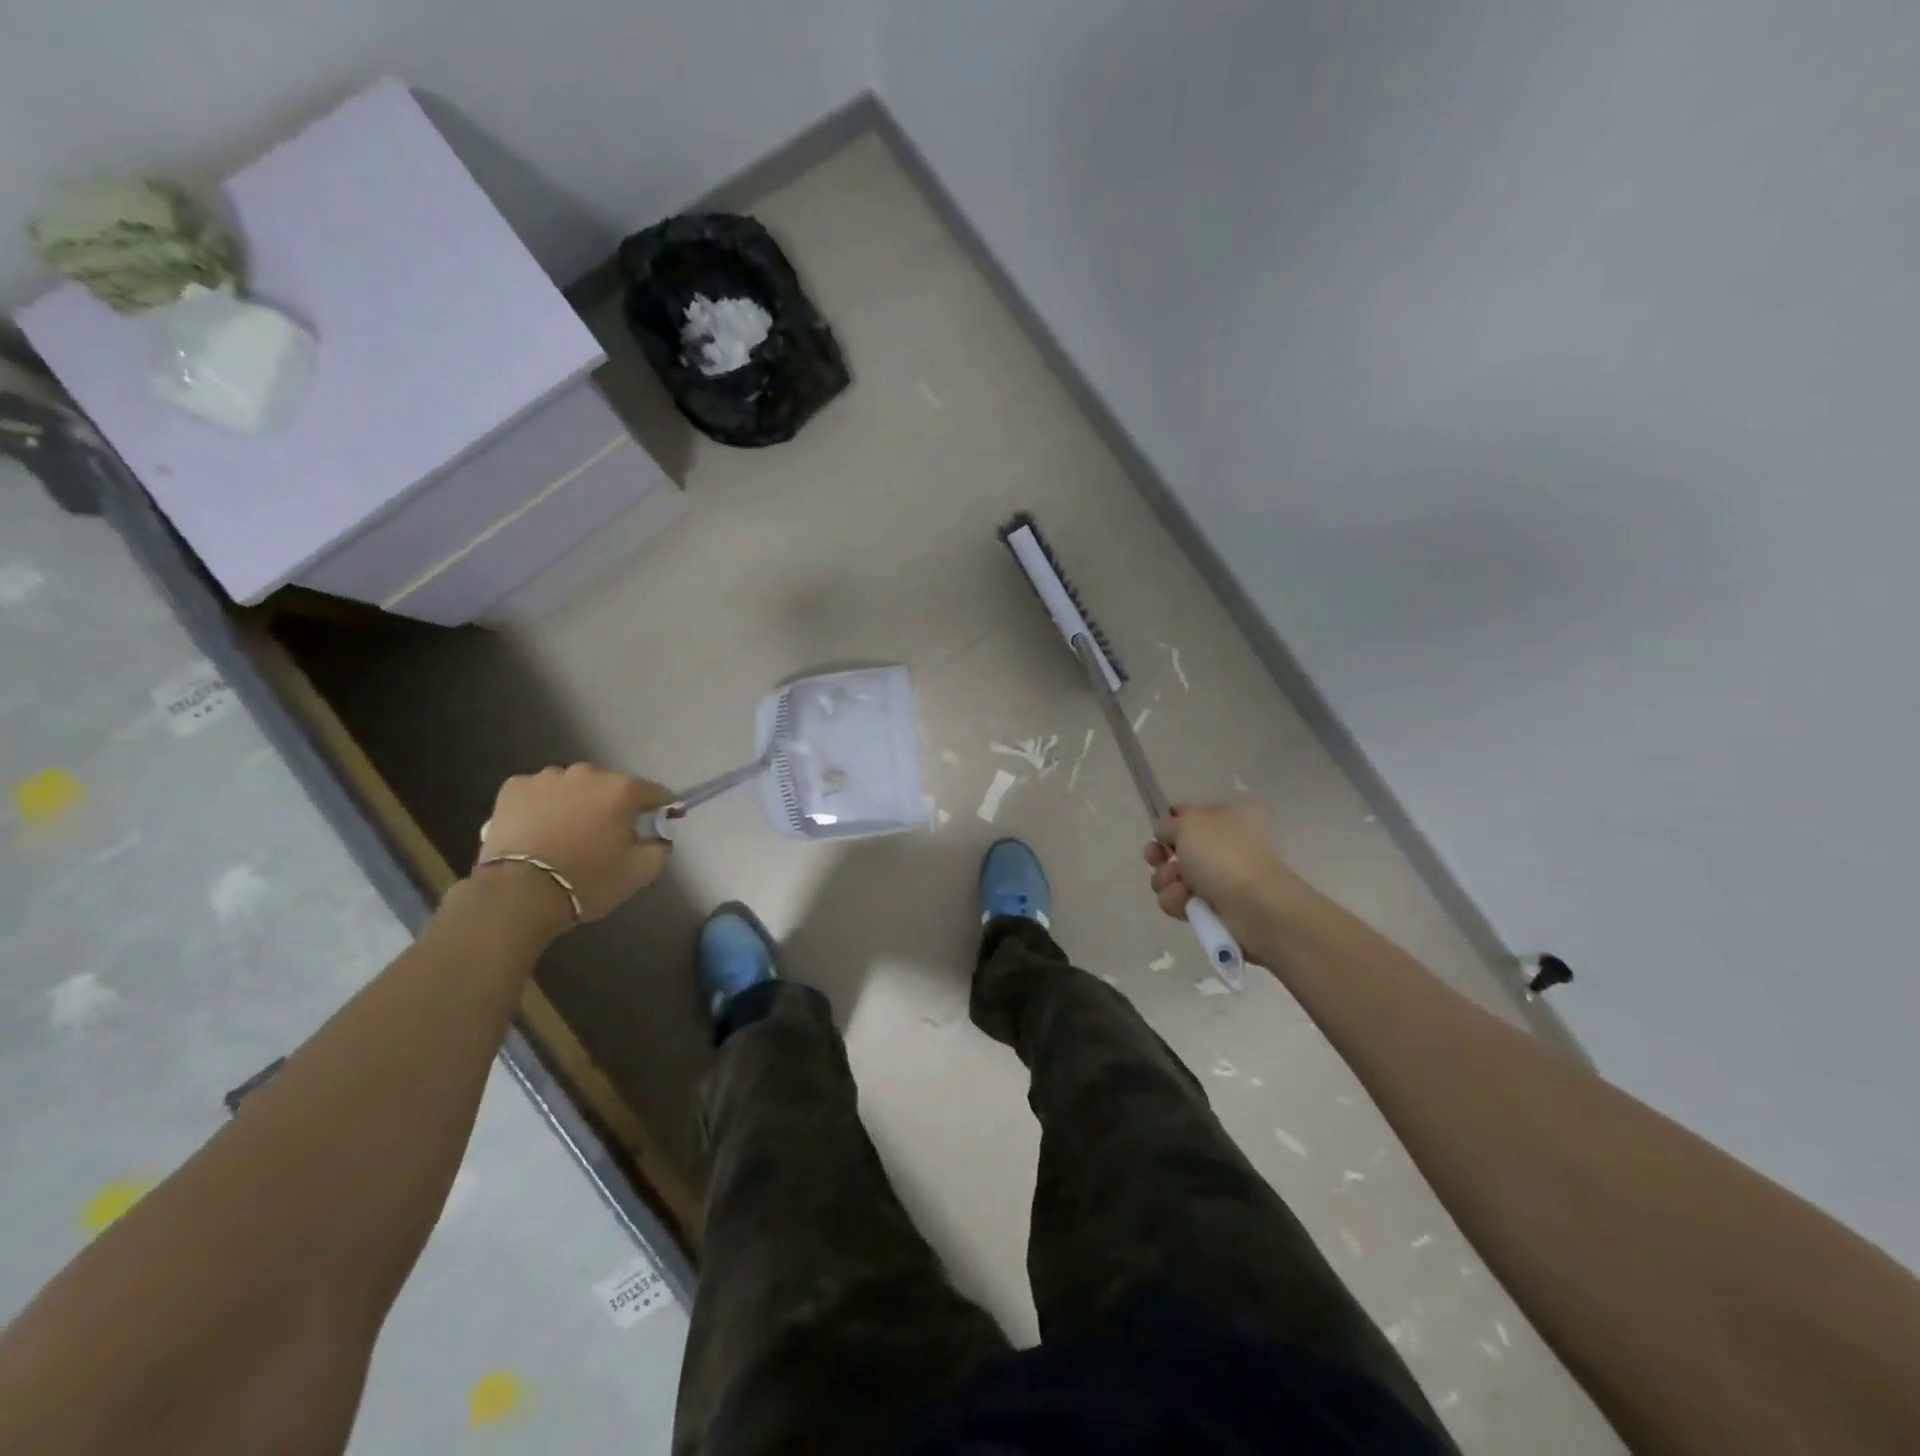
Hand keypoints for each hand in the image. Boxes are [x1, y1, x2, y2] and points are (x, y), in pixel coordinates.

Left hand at [475, 765, 672, 923]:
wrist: (518, 893)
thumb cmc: (588, 880)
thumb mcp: (641, 871)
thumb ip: (661, 847)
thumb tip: (659, 835)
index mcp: (623, 790)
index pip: (656, 792)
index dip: (663, 808)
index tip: (662, 823)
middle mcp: (588, 774)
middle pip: (612, 786)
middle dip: (614, 805)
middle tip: (608, 833)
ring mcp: (547, 778)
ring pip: (573, 786)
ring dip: (577, 802)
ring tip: (568, 831)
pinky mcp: (513, 788)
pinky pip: (538, 791)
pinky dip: (542, 804)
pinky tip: (538, 828)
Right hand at [1143, 802, 1298, 938]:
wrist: (1254, 907)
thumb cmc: (1222, 855)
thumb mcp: (1189, 823)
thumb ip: (1168, 823)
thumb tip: (1165, 834)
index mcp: (1229, 816)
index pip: (1188, 813)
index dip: (1169, 822)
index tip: (1158, 833)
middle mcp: (1225, 845)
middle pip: (1176, 848)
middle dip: (1161, 856)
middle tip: (1158, 860)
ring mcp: (1220, 877)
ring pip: (1173, 876)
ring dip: (1167, 880)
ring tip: (1180, 887)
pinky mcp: (1213, 907)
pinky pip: (1180, 900)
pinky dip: (1178, 901)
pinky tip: (1187, 903)